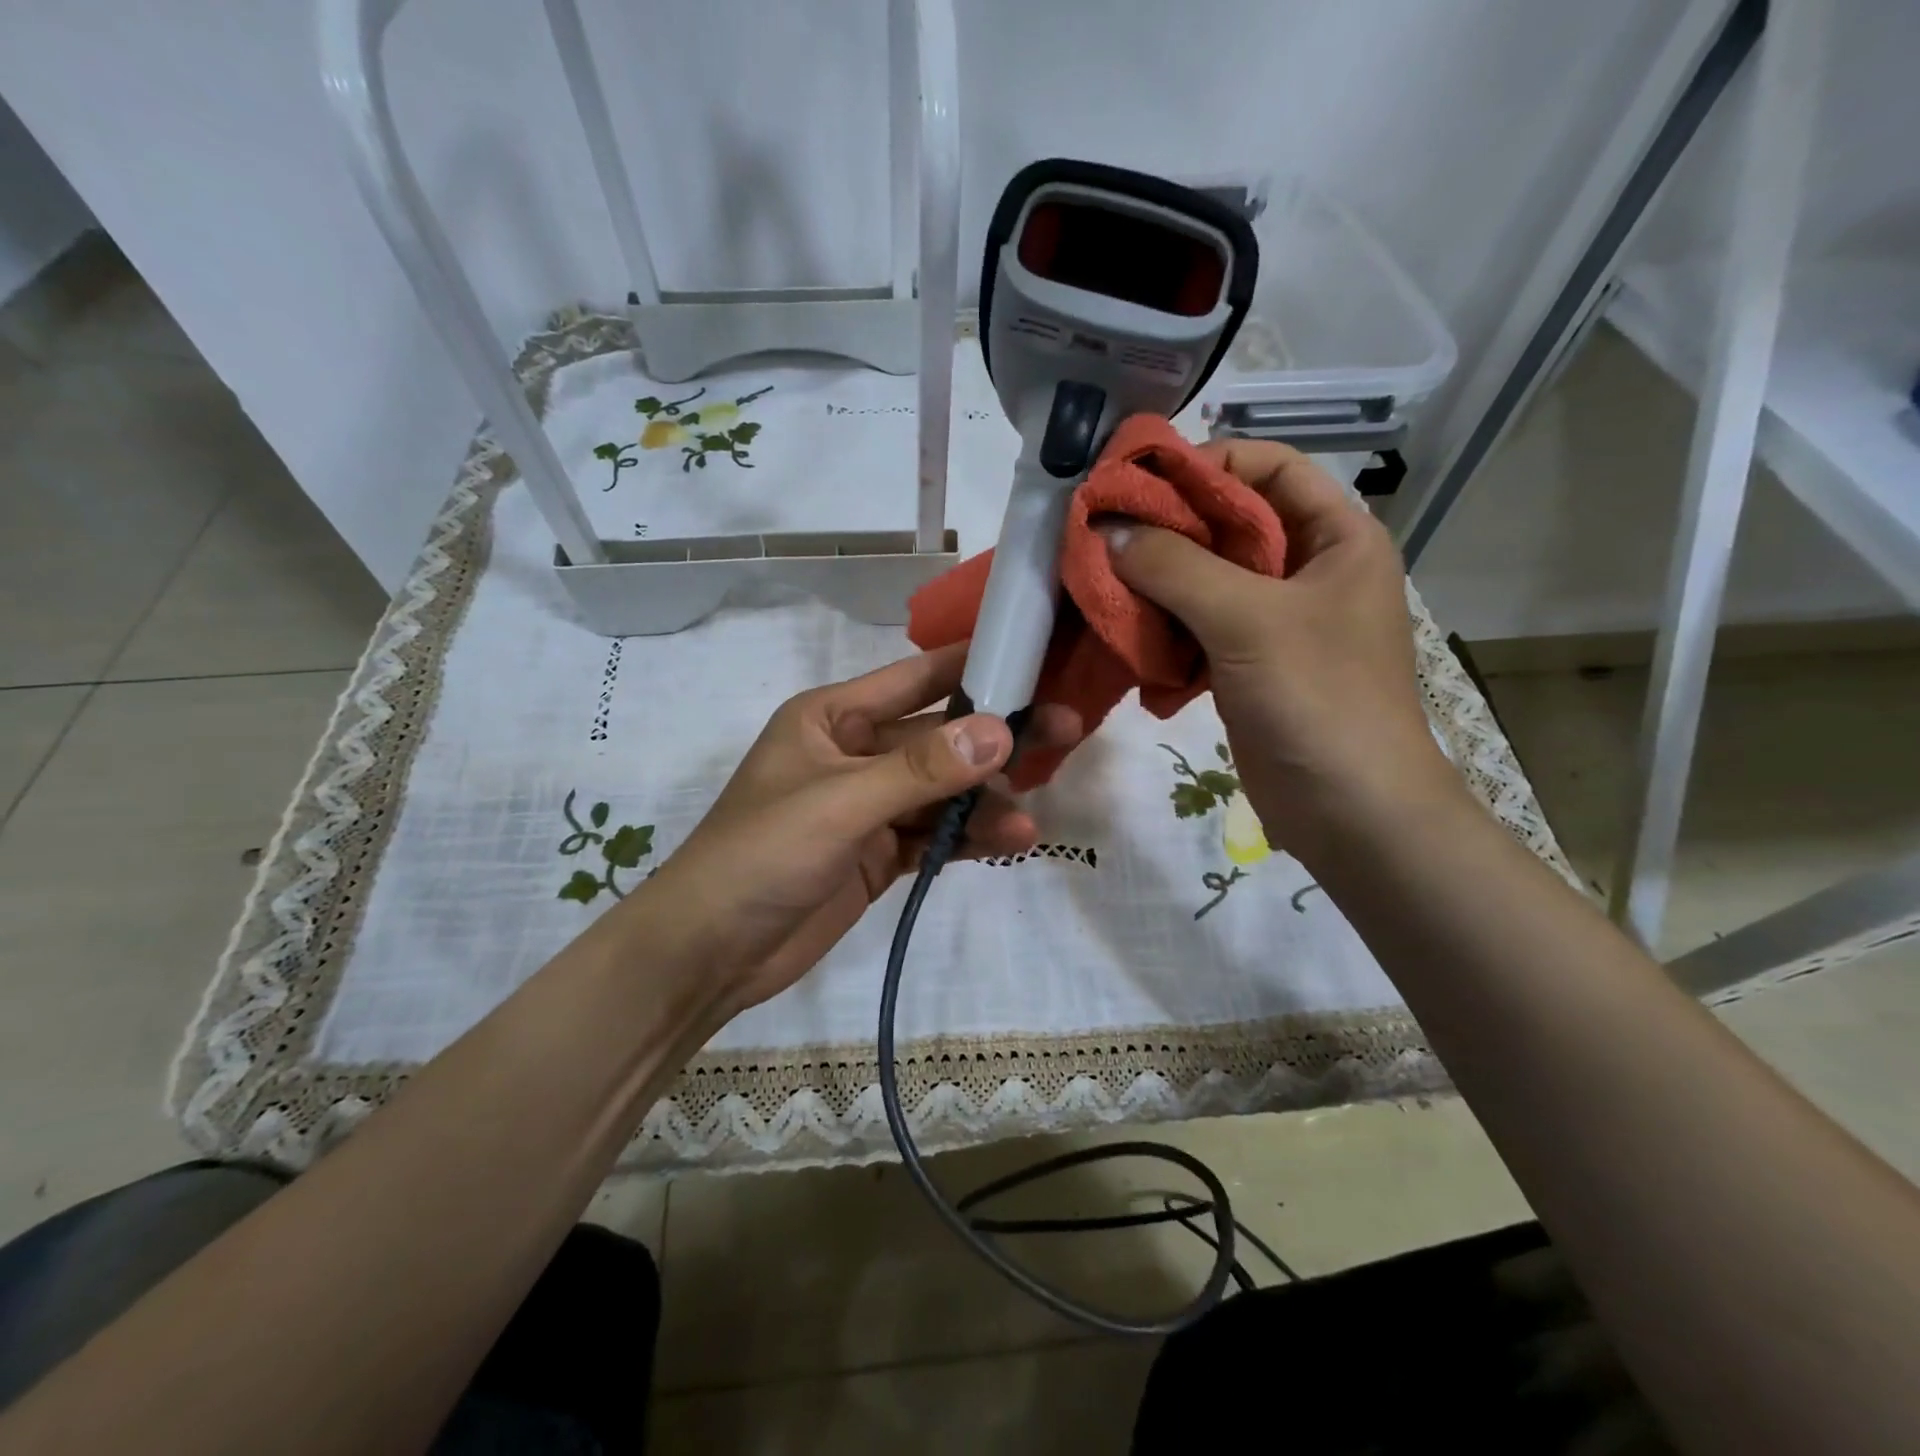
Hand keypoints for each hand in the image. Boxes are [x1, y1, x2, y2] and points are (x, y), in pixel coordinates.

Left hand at [627, 642, 1080, 1015]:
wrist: (709, 953)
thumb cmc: (761, 855)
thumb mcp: (841, 803)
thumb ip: (921, 769)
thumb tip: (1001, 731)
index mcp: (834, 717)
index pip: (916, 678)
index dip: (974, 666)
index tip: (1036, 659)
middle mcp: (856, 751)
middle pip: (940, 736)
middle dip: (997, 738)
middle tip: (1066, 730)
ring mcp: (870, 805)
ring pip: (944, 790)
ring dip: (987, 801)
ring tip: (1031, 818)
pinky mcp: (879, 852)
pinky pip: (935, 833)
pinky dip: (969, 837)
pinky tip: (1012, 842)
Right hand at [1102, 439, 1458, 861]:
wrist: (1350, 811)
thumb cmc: (1319, 700)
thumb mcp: (1249, 621)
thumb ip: (1176, 567)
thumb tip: (1107, 530)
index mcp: (1336, 537)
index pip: (1268, 468)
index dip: (1204, 465)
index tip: (1135, 484)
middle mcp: (1308, 569)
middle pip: (1228, 523)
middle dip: (1166, 529)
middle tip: (1101, 535)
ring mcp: (1276, 620)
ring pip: (1205, 578)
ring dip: (1155, 582)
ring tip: (1102, 584)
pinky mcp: (1247, 663)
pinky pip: (1196, 627)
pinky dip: (1162, 628)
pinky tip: (1125, 636)